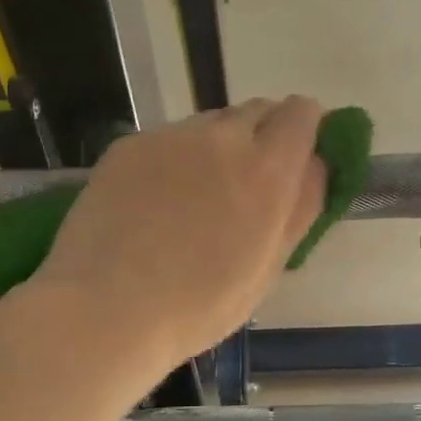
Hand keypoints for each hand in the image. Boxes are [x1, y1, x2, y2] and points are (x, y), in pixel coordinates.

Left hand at [32, 98, 326, 368]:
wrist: (104, 310)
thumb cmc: (197, 307)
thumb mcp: (267, 269)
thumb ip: (299, 208)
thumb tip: (315, 166)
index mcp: (266, 170)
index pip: (301, 113)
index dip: (304, 132)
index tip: (293, 162)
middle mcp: (221, 137)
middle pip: (256, 111)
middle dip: (261, 138)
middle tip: (243, 188)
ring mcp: (170, 137)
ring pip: (209, 126)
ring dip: (214, 150)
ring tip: (191, 202)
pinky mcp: (128, 145)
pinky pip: (167, 141)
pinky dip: (172, 161)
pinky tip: (151, 204)